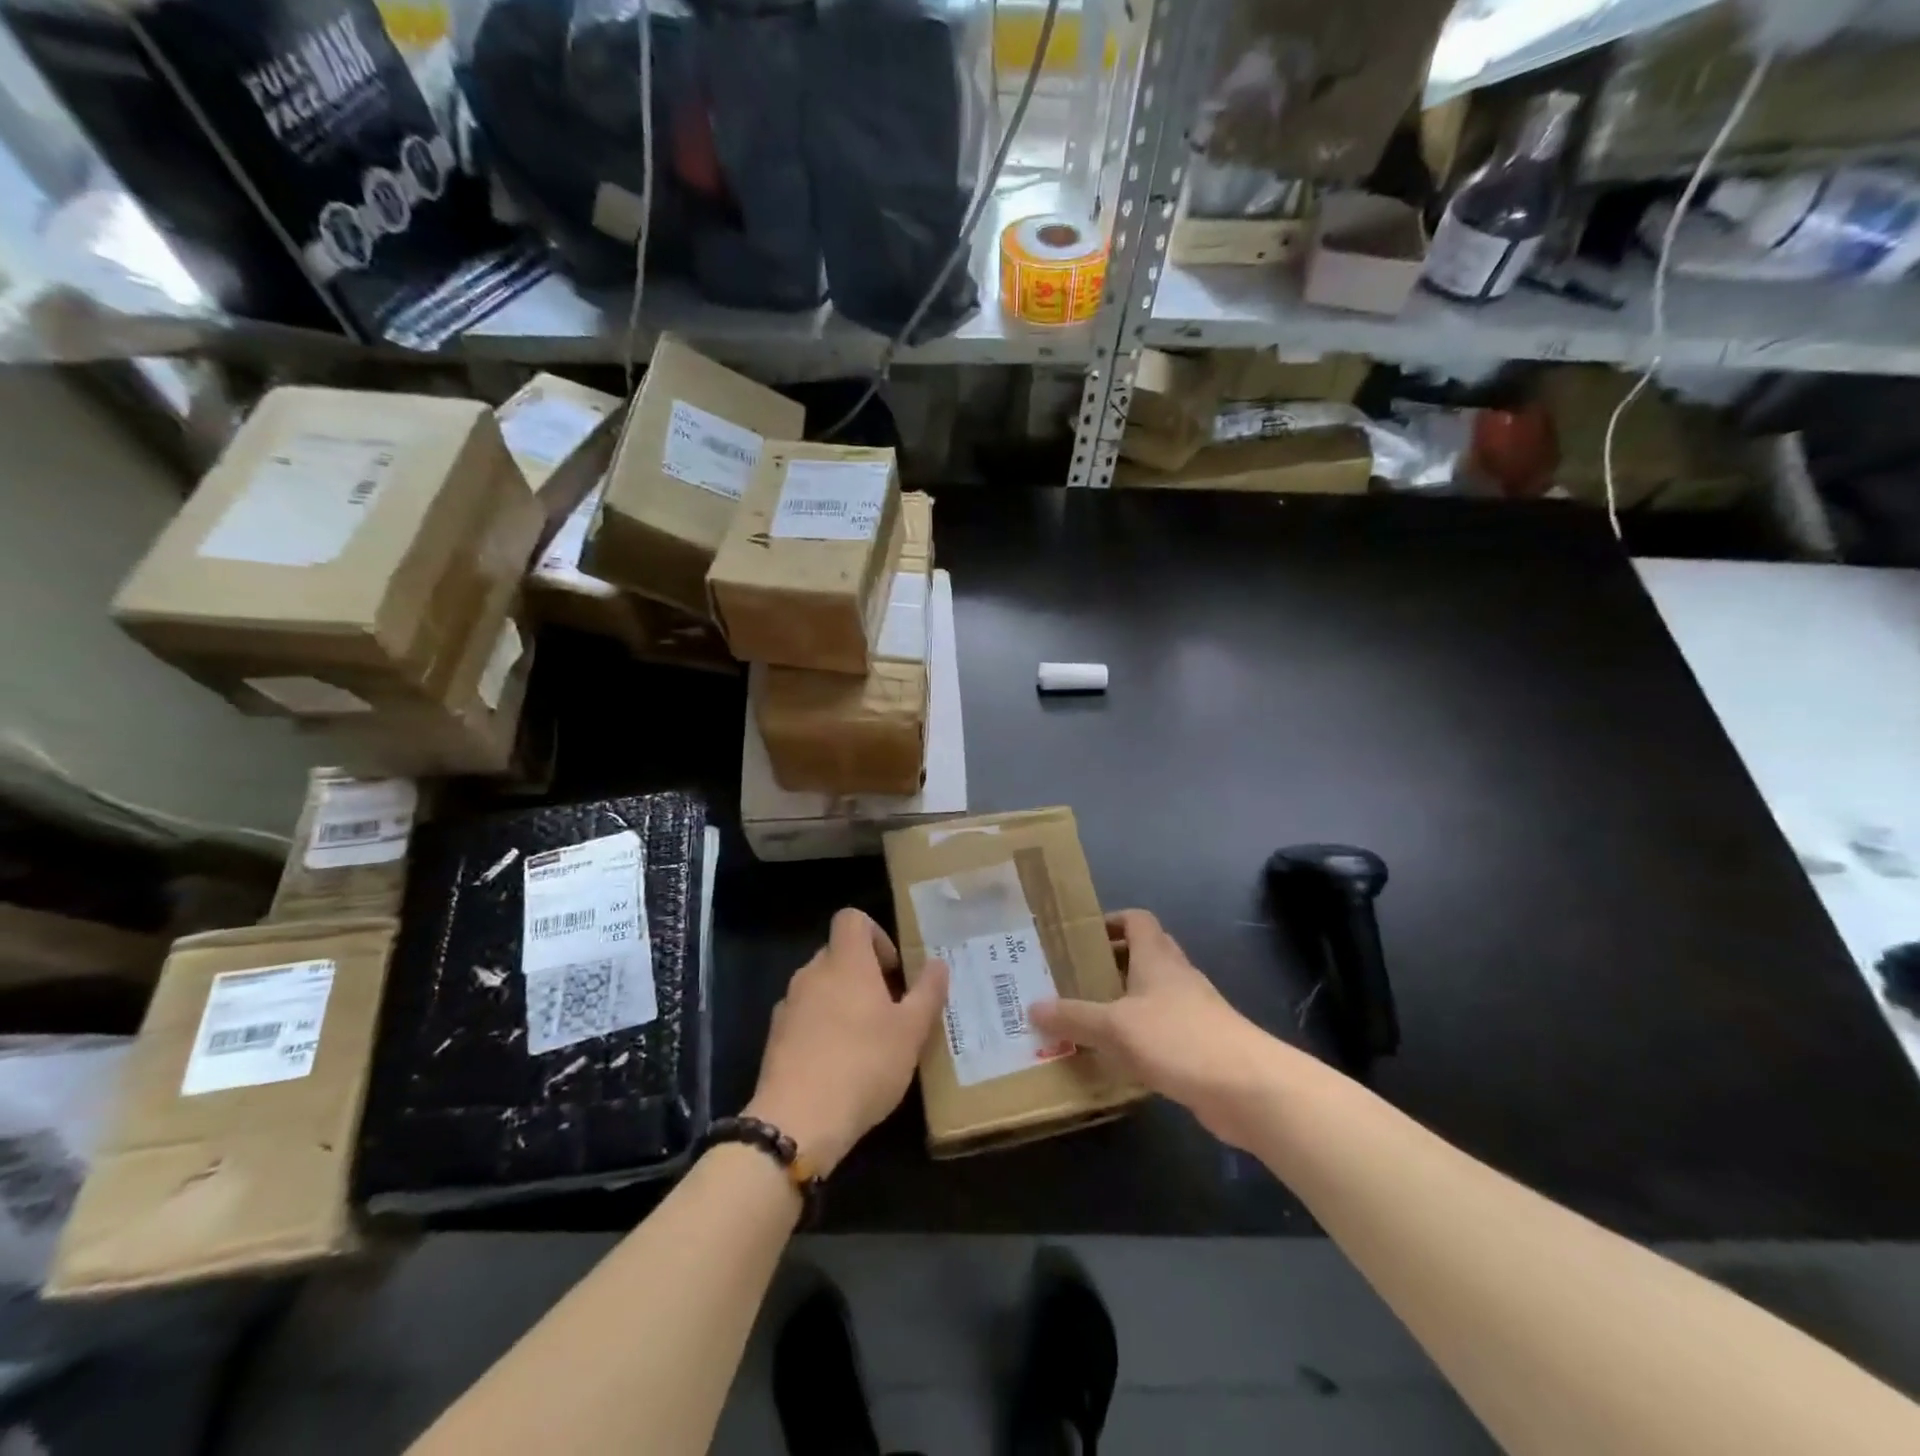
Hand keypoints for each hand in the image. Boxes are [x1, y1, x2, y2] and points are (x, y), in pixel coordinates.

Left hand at [746, 908, 948, 1174]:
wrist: (798, 1121)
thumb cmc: (864, 1065)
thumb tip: (938, 963)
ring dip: (842, 1002)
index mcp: (846, 962)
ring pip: (820, 988)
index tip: (893, 970)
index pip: (852, 919)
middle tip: (890, 1010)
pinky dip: (821, 1029)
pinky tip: (839, 1065)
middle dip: (864, 974)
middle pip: (838, 954)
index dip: (876, 935)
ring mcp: (788, 1006)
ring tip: (867, 1042)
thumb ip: (927, 992)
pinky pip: (804, 1018)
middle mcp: (812, 974)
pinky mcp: (775, 1038)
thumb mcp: (911, 1031)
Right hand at [1031, 909, 1282, 1149]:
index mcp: (1157, 957)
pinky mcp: (1200, 1044)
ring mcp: (1192, 1010)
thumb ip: (1074, 1017)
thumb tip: (1033, 1007)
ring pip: (1152, 993)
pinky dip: (1139, 1034)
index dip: (1110, 921)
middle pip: (1143, 954)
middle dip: (1110, 962)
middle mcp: (1176, 976)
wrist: (1248, 1088)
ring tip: (1085, 1016)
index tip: (1079, 937)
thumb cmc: (1179, 1039)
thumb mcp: (1115, 1027)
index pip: (1136, 919)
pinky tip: (1116, 1056)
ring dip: (1123, 1000)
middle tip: (1073, 977)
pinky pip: (1161, 1028)